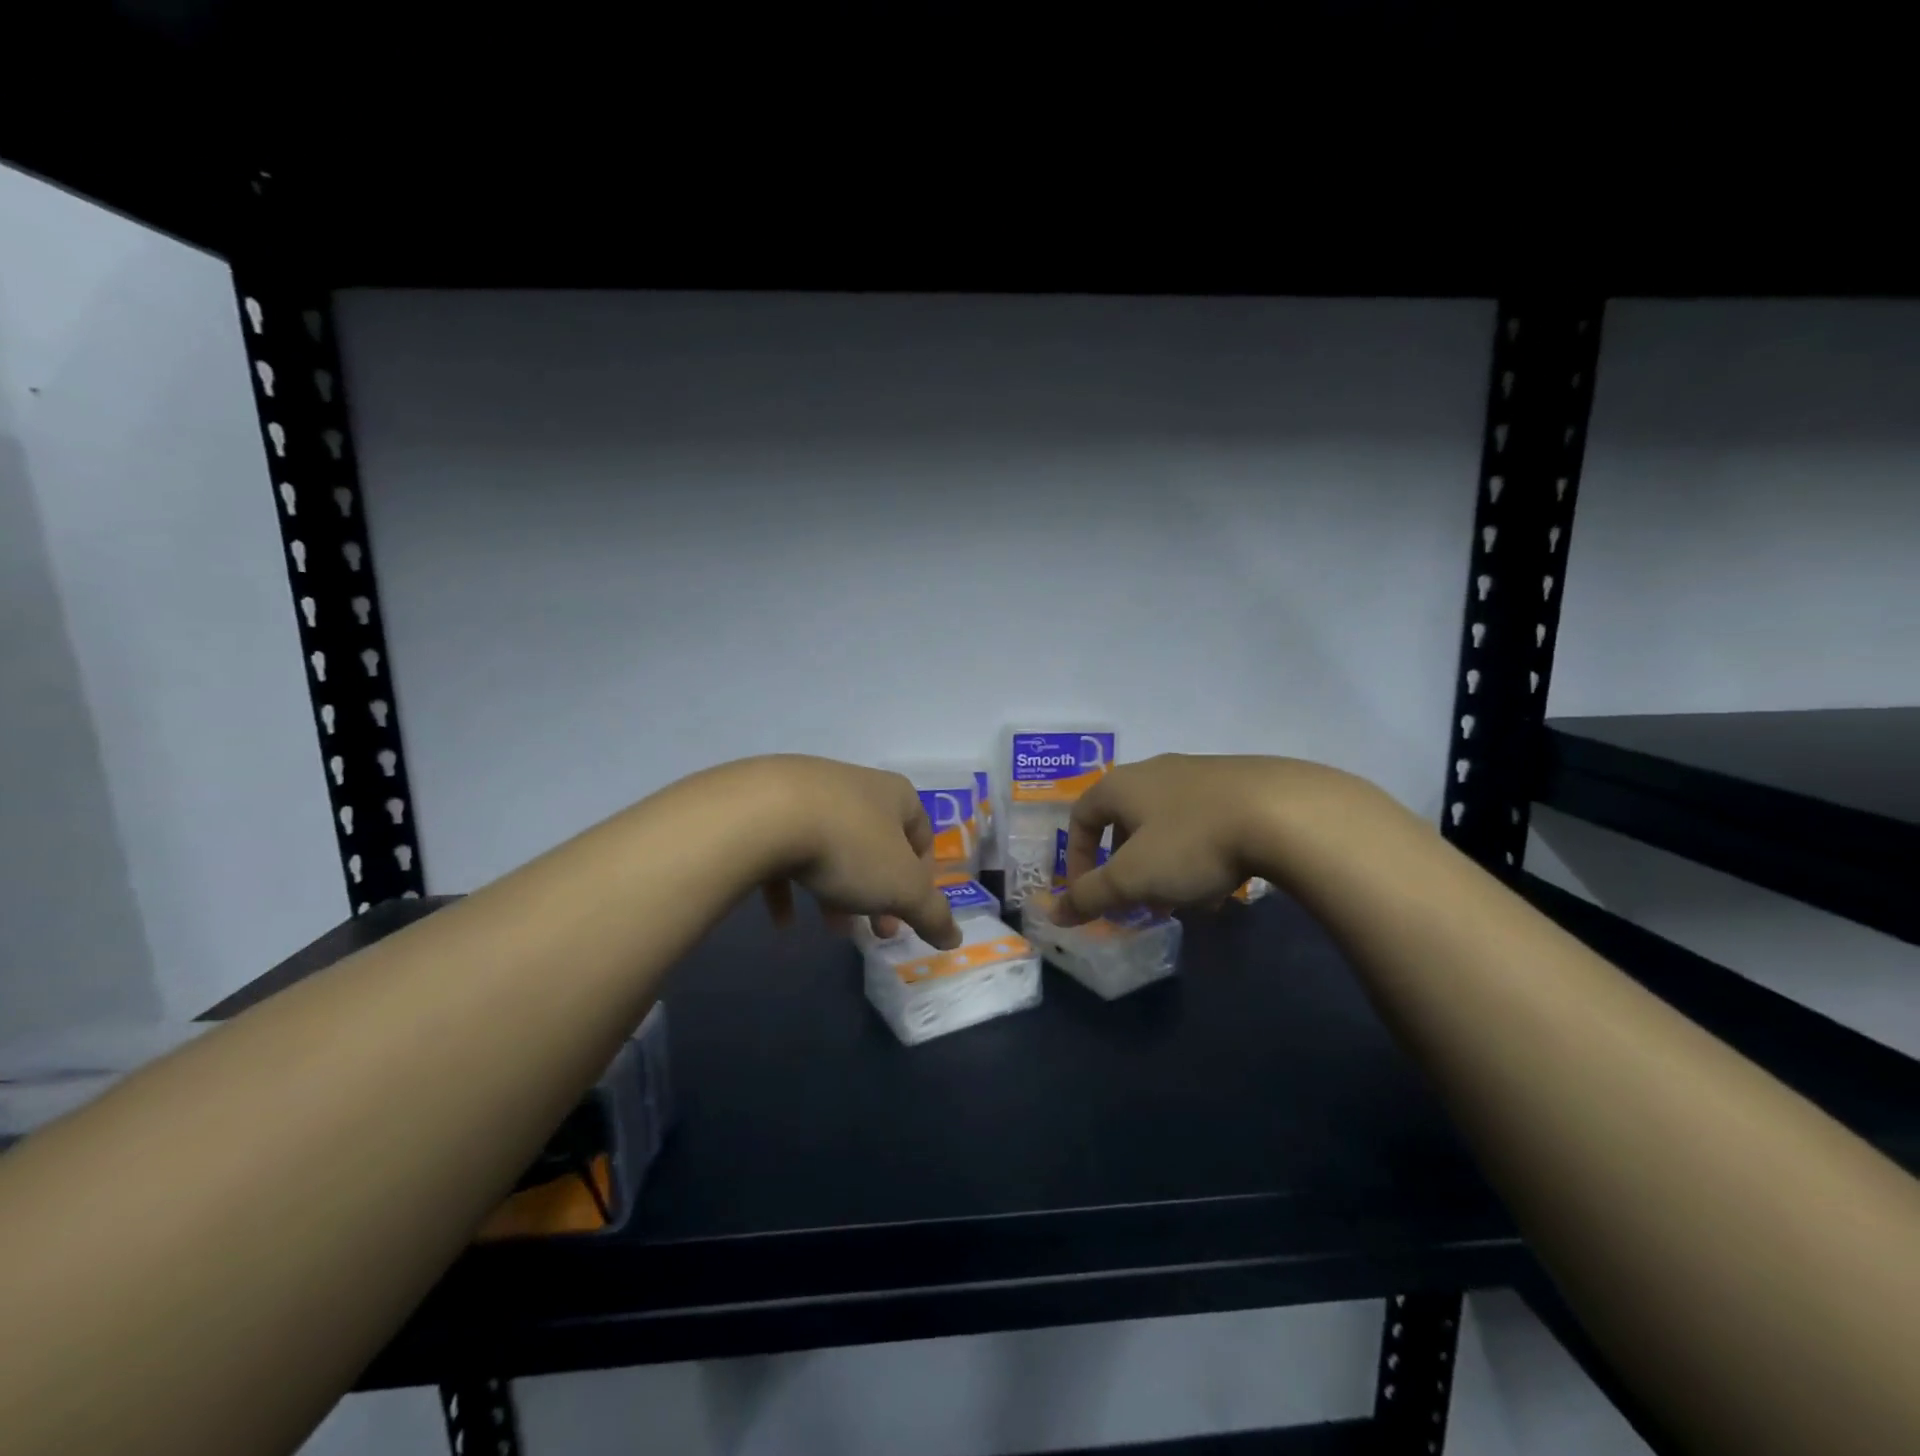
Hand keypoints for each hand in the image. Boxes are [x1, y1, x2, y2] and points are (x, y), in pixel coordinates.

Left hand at [751, 756, 961, 948]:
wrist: (764, 814)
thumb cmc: (849, 847)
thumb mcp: (902, 888)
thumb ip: (931, 914)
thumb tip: (955, 938)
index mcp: (895, 795)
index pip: (922, 835)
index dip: (921, 880)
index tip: (906, 916)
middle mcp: (855, 785)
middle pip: (875, 845)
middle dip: (877, 893)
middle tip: (872, 931)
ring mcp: (808, 791)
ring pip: (832, 848)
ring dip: (837, 890)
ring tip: (830, 928)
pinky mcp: (766, 805)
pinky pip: (785, 850)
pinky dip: (789, 885)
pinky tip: (782, 920)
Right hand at [1056, 754, 1349, 923]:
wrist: (1284, 813)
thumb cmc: (1191, 843)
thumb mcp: (1132, 878)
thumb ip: (1090, 896)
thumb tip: (1053, 914)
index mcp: (1122, 784)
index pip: (1081, 815)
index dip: (1077, 857)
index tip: (1089, 894)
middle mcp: (1156, 771)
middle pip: (1126, 820)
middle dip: (1125, 865)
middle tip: (1136, 900)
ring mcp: (1201, 774)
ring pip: (1168, 824)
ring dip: (1164, 863)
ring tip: (1181, 899)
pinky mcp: (1240, 784)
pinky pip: (1204, 823)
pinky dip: (1200, 854)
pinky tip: (1222, 884)